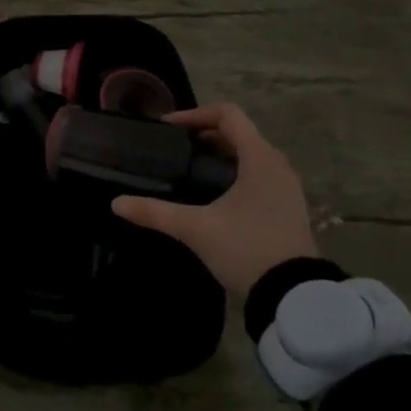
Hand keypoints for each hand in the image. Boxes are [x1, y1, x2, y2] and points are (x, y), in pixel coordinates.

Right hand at [111, 102, 318, 297]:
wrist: (293, 297)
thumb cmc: (246, 249)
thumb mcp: (195, 229)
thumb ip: (154, 212)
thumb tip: (116, 203)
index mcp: (260, 159)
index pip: (228, 114)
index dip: (194, 114)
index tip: (167, 129)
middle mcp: (277, 165)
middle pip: (237, 132)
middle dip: (202, 134)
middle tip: (172, 148)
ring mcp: (286, 187)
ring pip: (248, 153)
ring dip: (217, 153)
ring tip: (187, 169)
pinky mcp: (286, 206)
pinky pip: (256, 173)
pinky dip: (231, 171)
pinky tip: (210, 193)